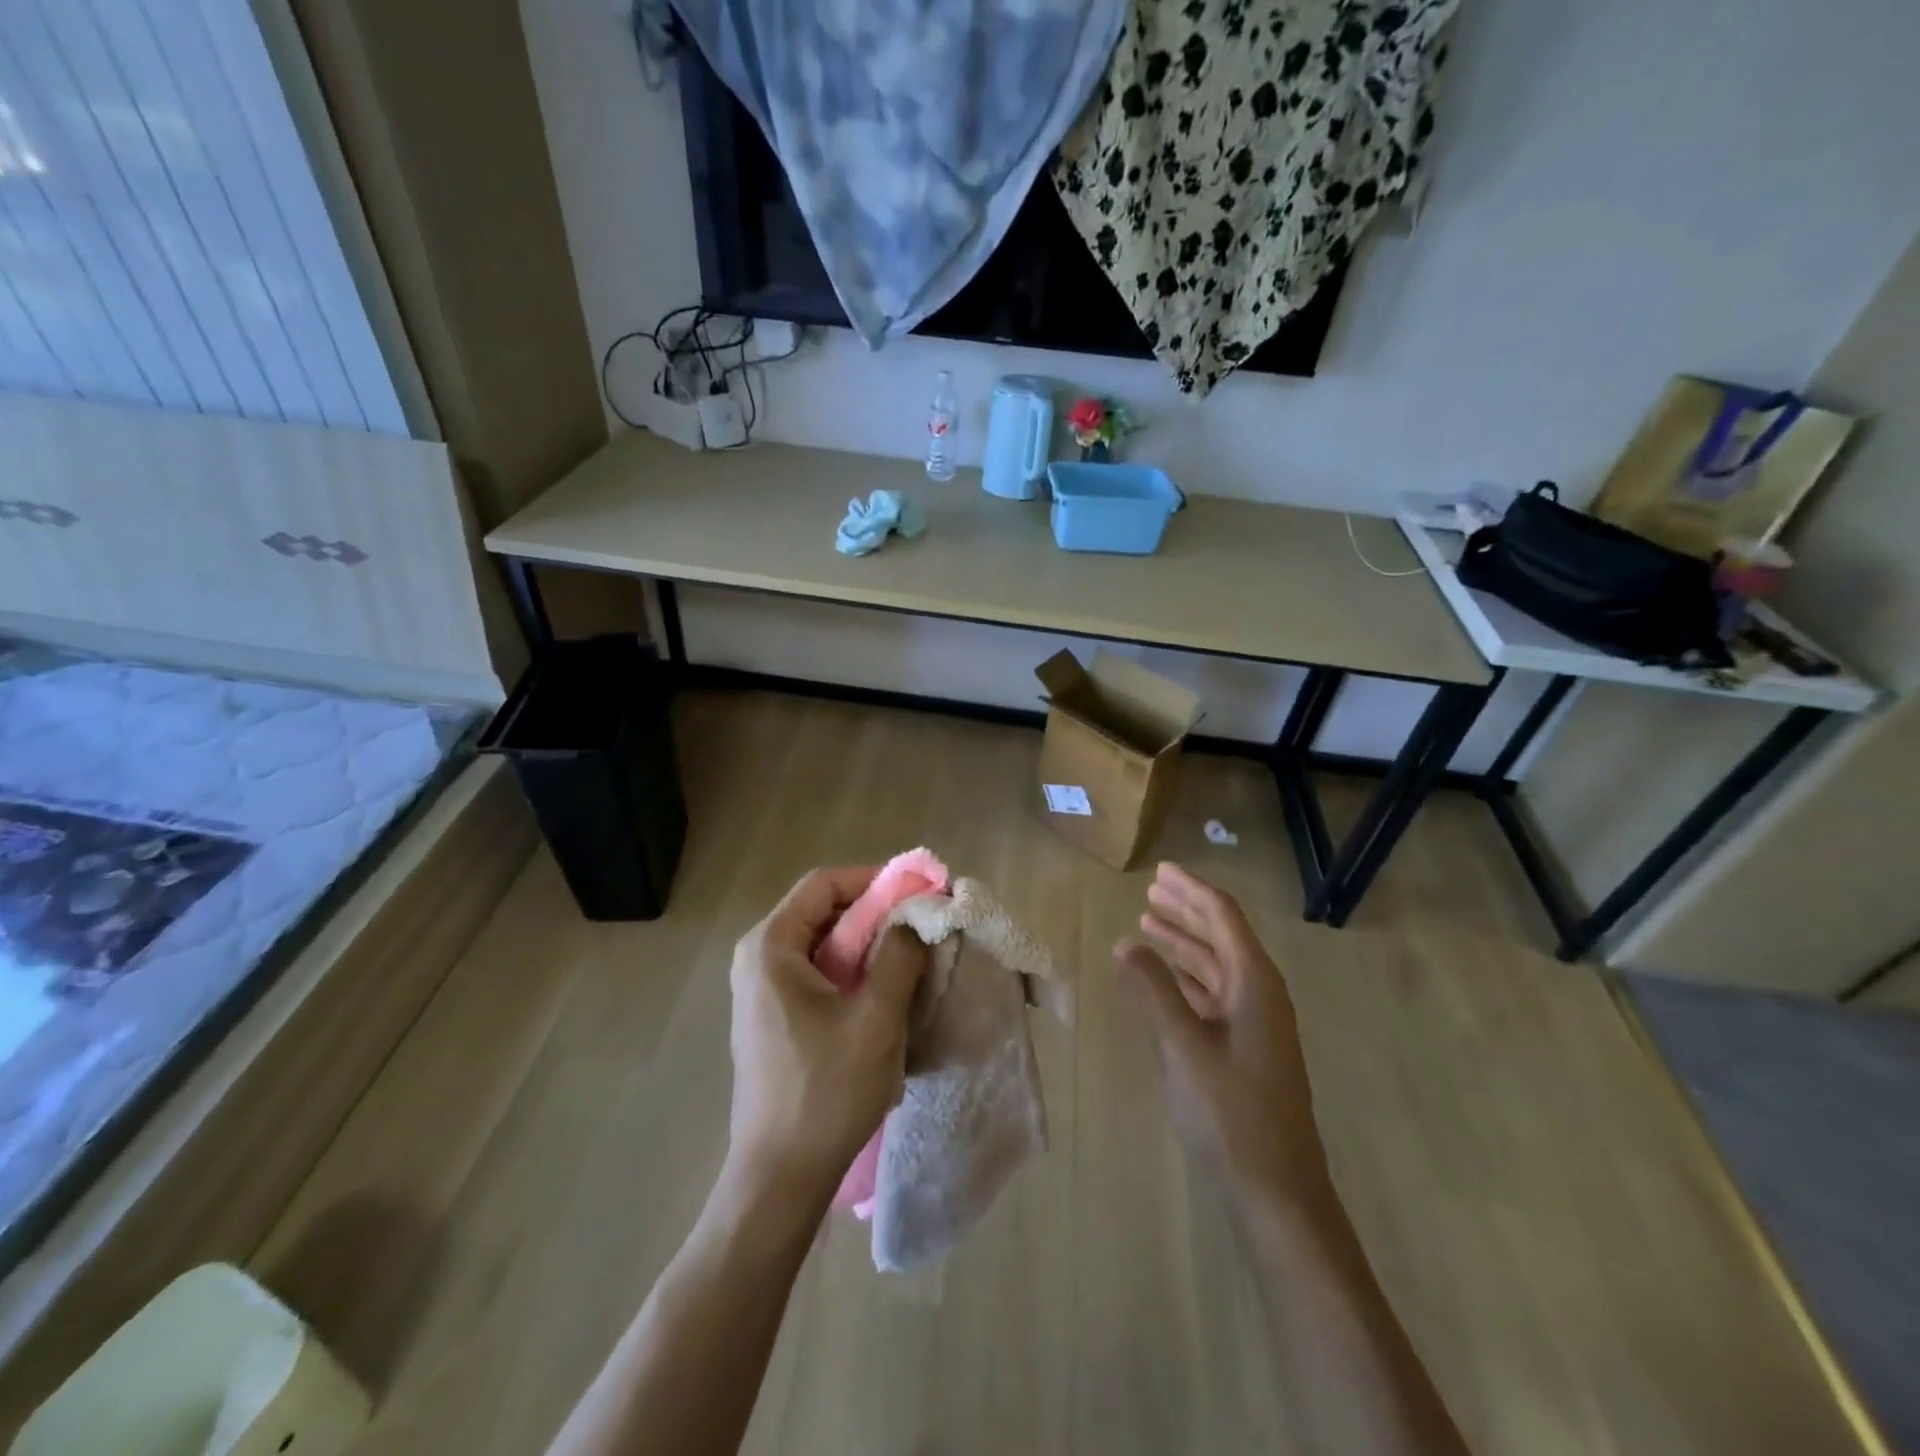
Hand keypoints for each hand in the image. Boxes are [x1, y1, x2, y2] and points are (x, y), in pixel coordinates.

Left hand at [725, 867, 928, 1205]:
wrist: (778, 1178)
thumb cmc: (825, 1092)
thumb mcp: (876, 1019)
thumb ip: (899, 956)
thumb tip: (915, 918)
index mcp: (770, 946)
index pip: (824, 883)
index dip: (874, 880)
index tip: (918, 894)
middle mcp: (756, 957)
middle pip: (821, 910)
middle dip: (874, 912)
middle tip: (920, 926)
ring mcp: (759, 989)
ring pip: (821, 942)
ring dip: (866, 943)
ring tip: (909, 958)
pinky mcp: (770, 1016)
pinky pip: (814, 972)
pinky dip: (850, 970)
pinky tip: (882, 993)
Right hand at [1118, 863, 1324, 1208]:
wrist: (1277, 1190)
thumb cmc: (1231, 1112)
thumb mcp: (1185, 1046)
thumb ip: (1155, 990)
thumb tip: (1126, 943)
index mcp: (1255, 983)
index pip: (1223, 917)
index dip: (1191, 890)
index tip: (1159, 871)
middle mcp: (1260, 993)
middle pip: (1221, 935)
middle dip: (1186, 911)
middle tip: (1149, 891)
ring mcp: (1255, 1022)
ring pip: (1216, 965)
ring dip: (1183, 943)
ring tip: (1147, 924)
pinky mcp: (1245, 1047)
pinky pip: (1213, 994)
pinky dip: (1186, 978)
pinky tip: (1162, 976)